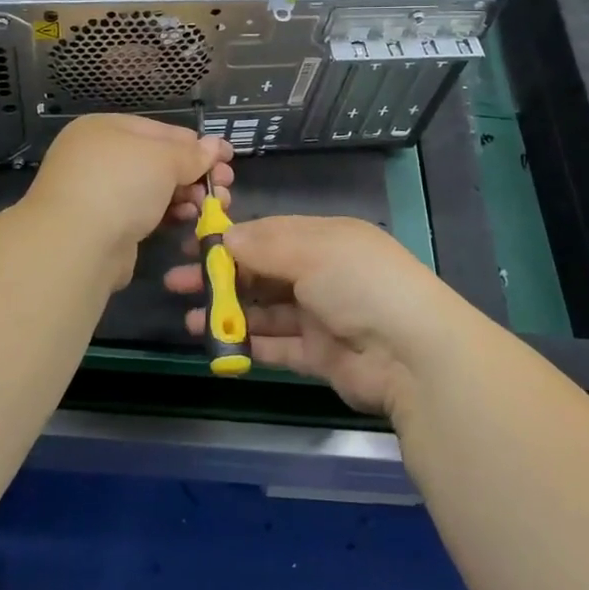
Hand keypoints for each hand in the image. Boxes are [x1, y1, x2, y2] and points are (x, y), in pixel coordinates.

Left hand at [24, 115, 233, 289]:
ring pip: (152, 189)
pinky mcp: (104, 225)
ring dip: (186, 196)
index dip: (196, 144)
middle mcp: (98, 156)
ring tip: (214, 205)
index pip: (160, 130)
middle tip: (225, 186)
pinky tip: (189, 220)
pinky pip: (143, 213)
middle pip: (157, 160)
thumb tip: (214, 146)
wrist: (76, 245)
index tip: (227, 157)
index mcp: (105, 128)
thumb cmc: (121, 184)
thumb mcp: (163, 160)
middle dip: (194, 173)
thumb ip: (191, 154)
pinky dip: (167, 214)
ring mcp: (99, 192)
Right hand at [165, 215, 468, 417]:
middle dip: (220, 277)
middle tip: (176, 284)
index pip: (268, 234)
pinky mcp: (320, 356)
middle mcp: (322, 274)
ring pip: (265, 311)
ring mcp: (321, 316)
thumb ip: (263, 245)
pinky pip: (277, 347)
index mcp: (324, 239)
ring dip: (228, 313)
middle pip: (261, 272)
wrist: (412, 354)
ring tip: (189, 320)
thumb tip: (224, 236)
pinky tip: (217, 347)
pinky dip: (248, 345)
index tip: (192, 246)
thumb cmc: (359, 283)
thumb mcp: (310, 250)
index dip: (230, 240)